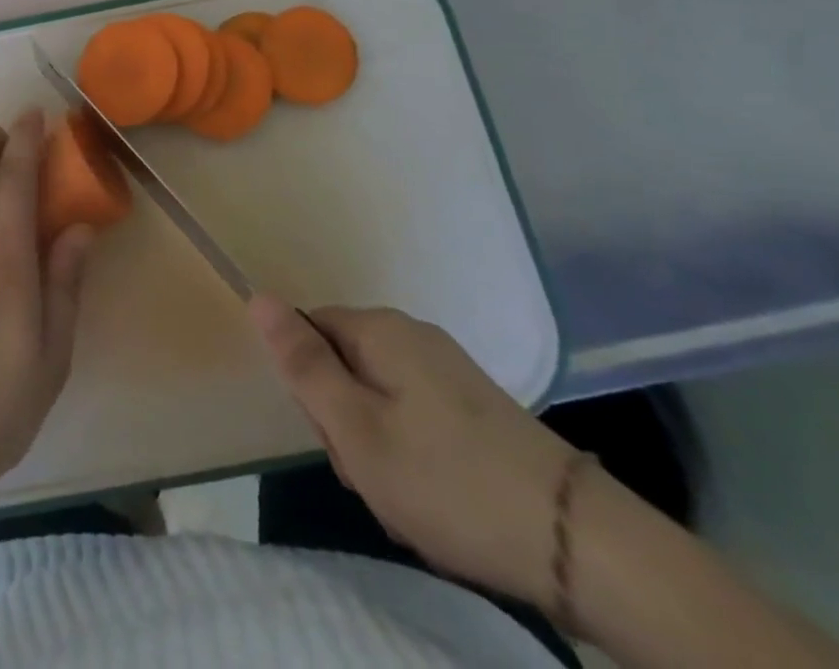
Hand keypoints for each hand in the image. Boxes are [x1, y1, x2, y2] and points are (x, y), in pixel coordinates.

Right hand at [250, 296, 577, 607]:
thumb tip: (257, 296)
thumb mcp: (356, 429)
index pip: (309, 331)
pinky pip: (415, 415)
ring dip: (378, 446)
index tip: (336, 437)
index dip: (310, 386)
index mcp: (379, 329)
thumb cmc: (447, 480)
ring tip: (407, 498)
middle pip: (343, 363)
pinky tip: (437, 499)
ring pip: (378, 396)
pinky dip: (413, 455)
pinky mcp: (476, 405)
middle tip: (372, 474)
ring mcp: (449, 369)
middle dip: (345, 421)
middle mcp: (412, 334)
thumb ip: (302, 363)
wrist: (580, 542)